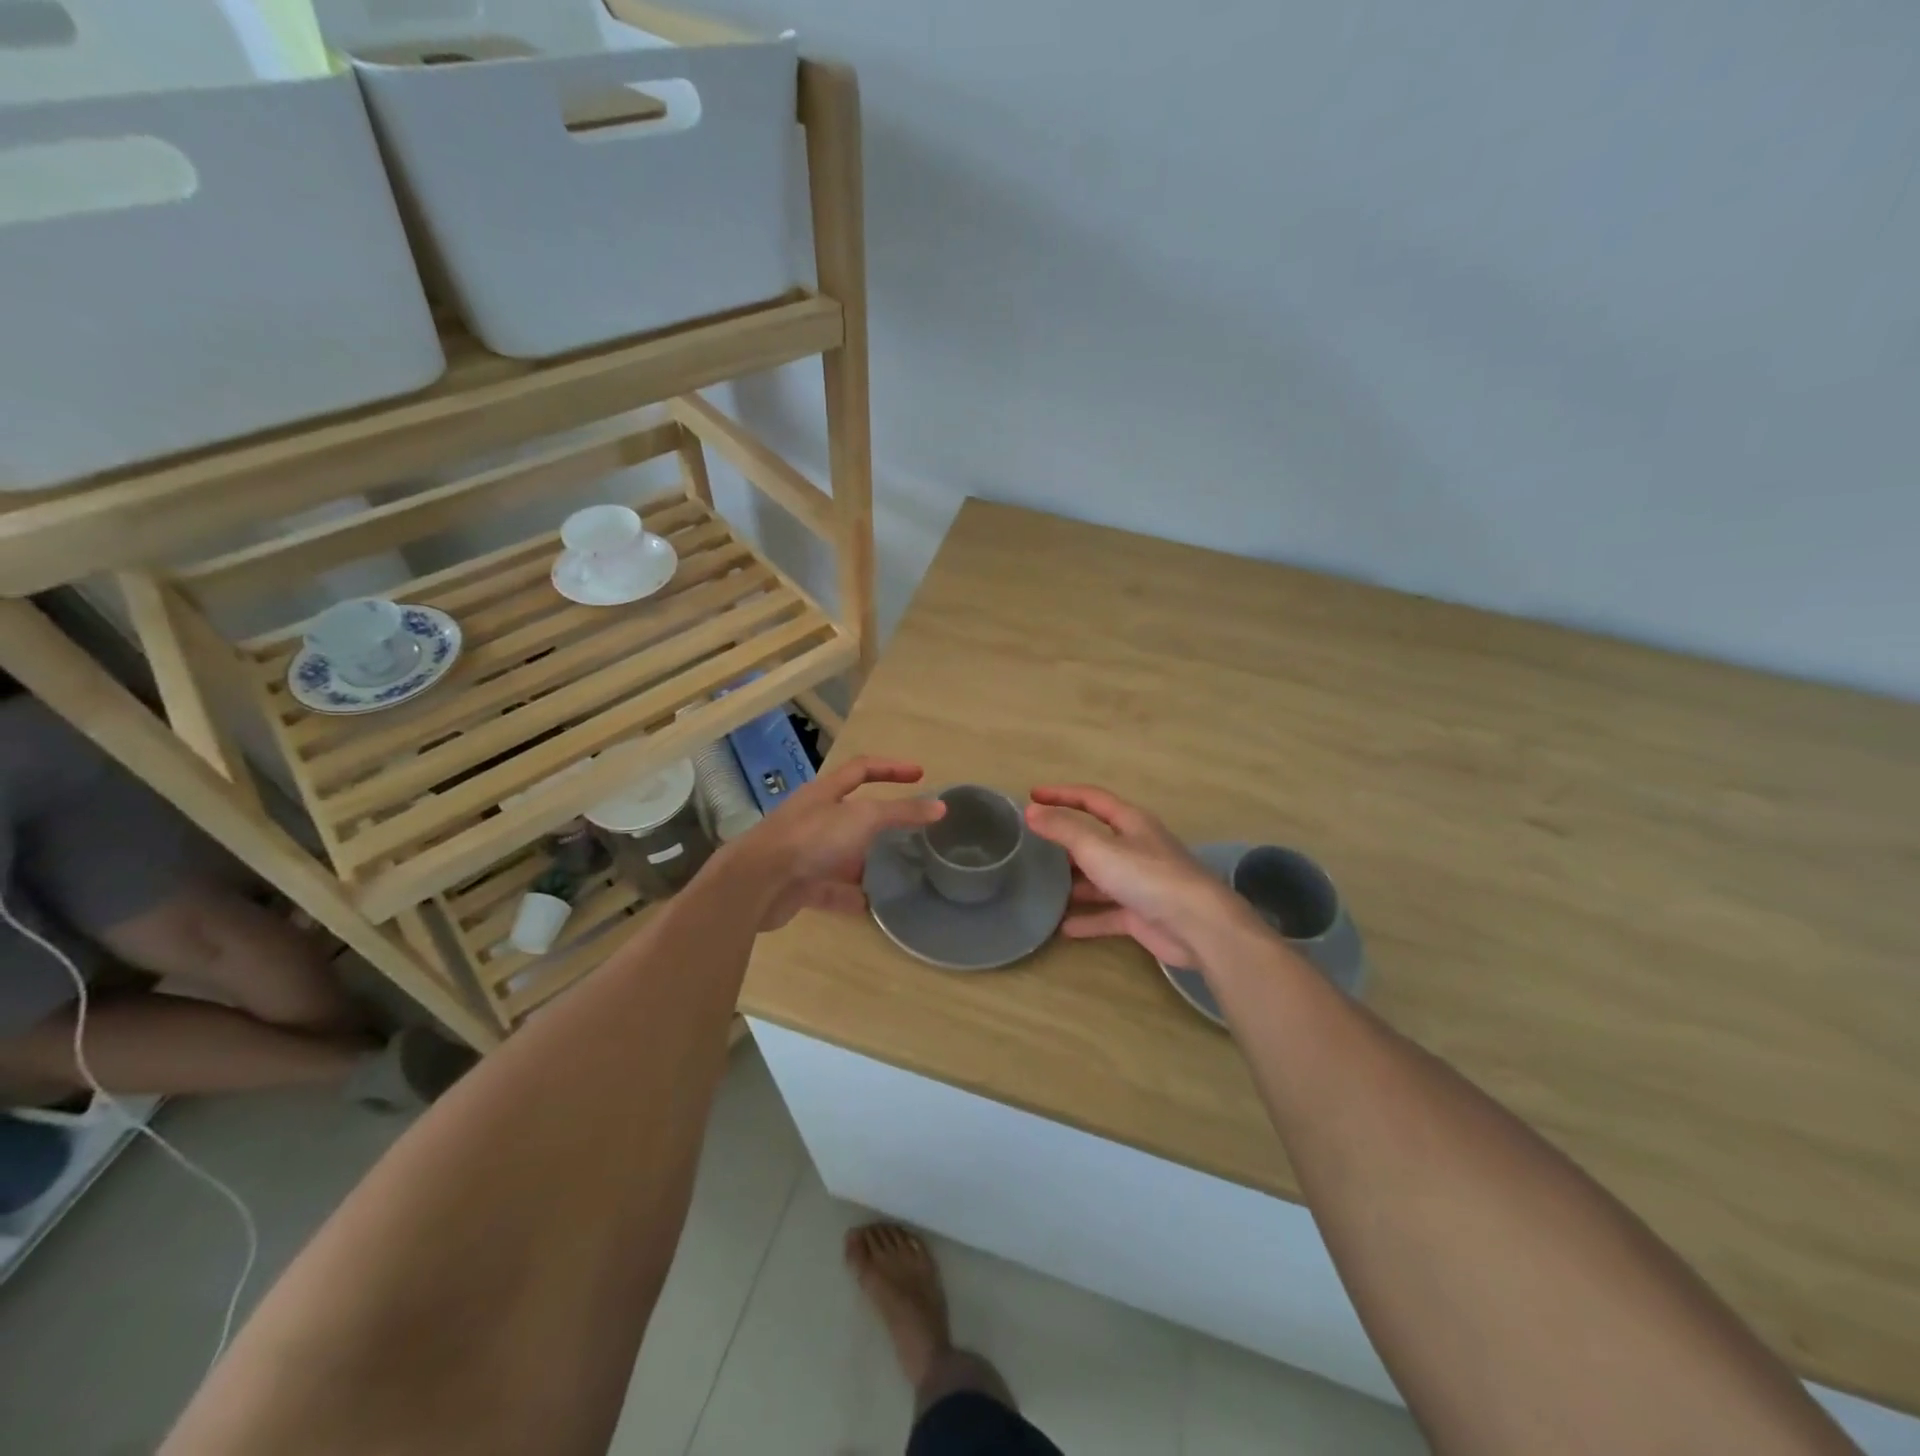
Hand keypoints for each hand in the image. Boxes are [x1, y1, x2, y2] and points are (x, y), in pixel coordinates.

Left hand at [736, 756, 945, 931]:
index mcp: (825, 792)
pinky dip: (850, 896)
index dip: (892, 768)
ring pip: (842, 853)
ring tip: (896, 873)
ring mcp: (803, 852)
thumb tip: (940, 807)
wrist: (756, 883)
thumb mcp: (863, 818)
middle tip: (910, 833)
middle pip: (851, 814)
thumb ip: (902, 813)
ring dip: (866, 862)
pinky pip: (830, 889)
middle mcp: (813, 818)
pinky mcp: (798, 885)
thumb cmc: (811, 839)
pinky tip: (871, 907)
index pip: (862, 769)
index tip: (920, 775)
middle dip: (880, 822)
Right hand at [1025, 785, 1248, 966]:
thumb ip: (1063, 829)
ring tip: (1041, 888)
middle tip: (1033, 848)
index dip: (1062, 794)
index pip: (1092, 799)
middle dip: (1065, 842)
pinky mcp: (1142, 914)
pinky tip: (1062, 927)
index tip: (1033, 795)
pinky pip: (1107, 913)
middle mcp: (1136, 848)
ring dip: (1073, 883)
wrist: (1197, 925)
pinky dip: (1087, 919)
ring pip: (1100, 878)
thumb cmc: (1146, 876)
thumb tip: (1030, 811)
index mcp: (1130, 822)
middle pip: (1095, 839)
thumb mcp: (1097, 847)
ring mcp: (1140, 883)